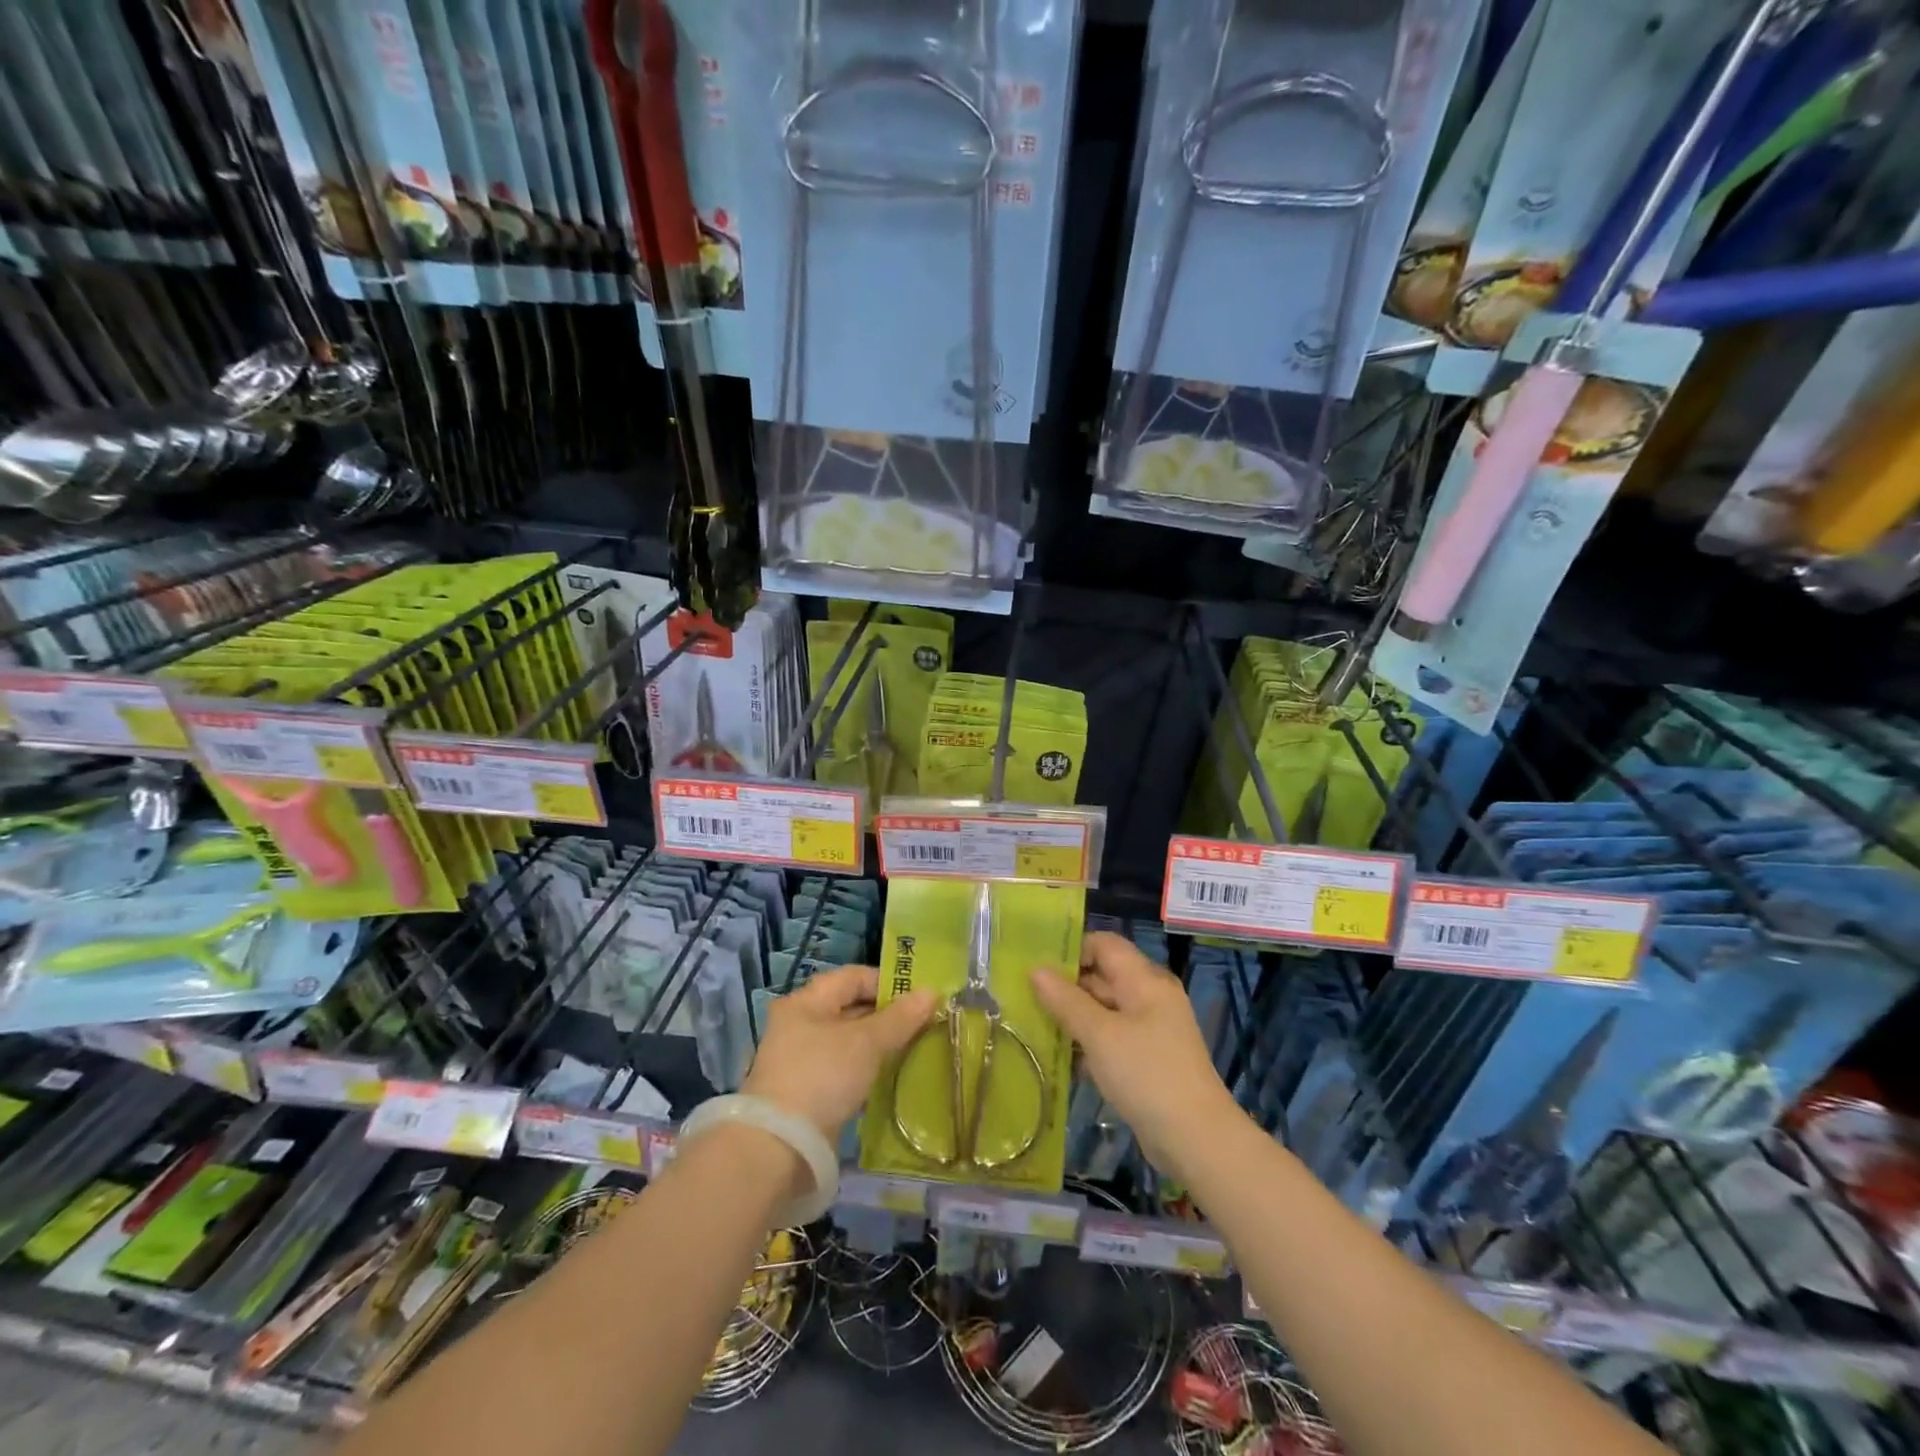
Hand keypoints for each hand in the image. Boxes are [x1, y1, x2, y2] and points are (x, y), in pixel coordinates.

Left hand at [742, 966, 935, 1144]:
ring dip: (879, 1044)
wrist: (781, 1146)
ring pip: (849, 1040)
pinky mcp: (806, 1091)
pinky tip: (889, 1077)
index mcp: (806, 1002)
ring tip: (913, 1049)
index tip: (920, 997)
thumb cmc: (823, 1076)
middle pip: (850, 1007)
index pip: (853, 977)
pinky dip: (866, 1069)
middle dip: (887, 1015)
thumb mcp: (867, 1043)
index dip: (888, 982)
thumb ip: (900, 1018)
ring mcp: (801, 1059)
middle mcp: (799, 1024)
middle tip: (923, 1024)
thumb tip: (931, 992)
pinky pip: (843, 1068)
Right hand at [1030, 931, 1234, 1173]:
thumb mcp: (1100, 1035)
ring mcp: (1151, 1029)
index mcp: (1144, 980)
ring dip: (1073, 1018)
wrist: (1197, 1140)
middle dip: (1066, 986)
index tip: (1037, 967)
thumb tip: (1036, 969)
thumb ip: (1066, 1000)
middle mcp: (1150, 997)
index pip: (1104, 945)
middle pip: (1102, 976)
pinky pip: (1112, 1038)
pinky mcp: (1148, 1059)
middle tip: (1025, 998)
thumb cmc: (1146, 1075)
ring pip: (1104, 1010)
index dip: (1071, 950)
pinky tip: (1062, 1059)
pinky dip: (1089, 1043)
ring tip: (1035, 1027)